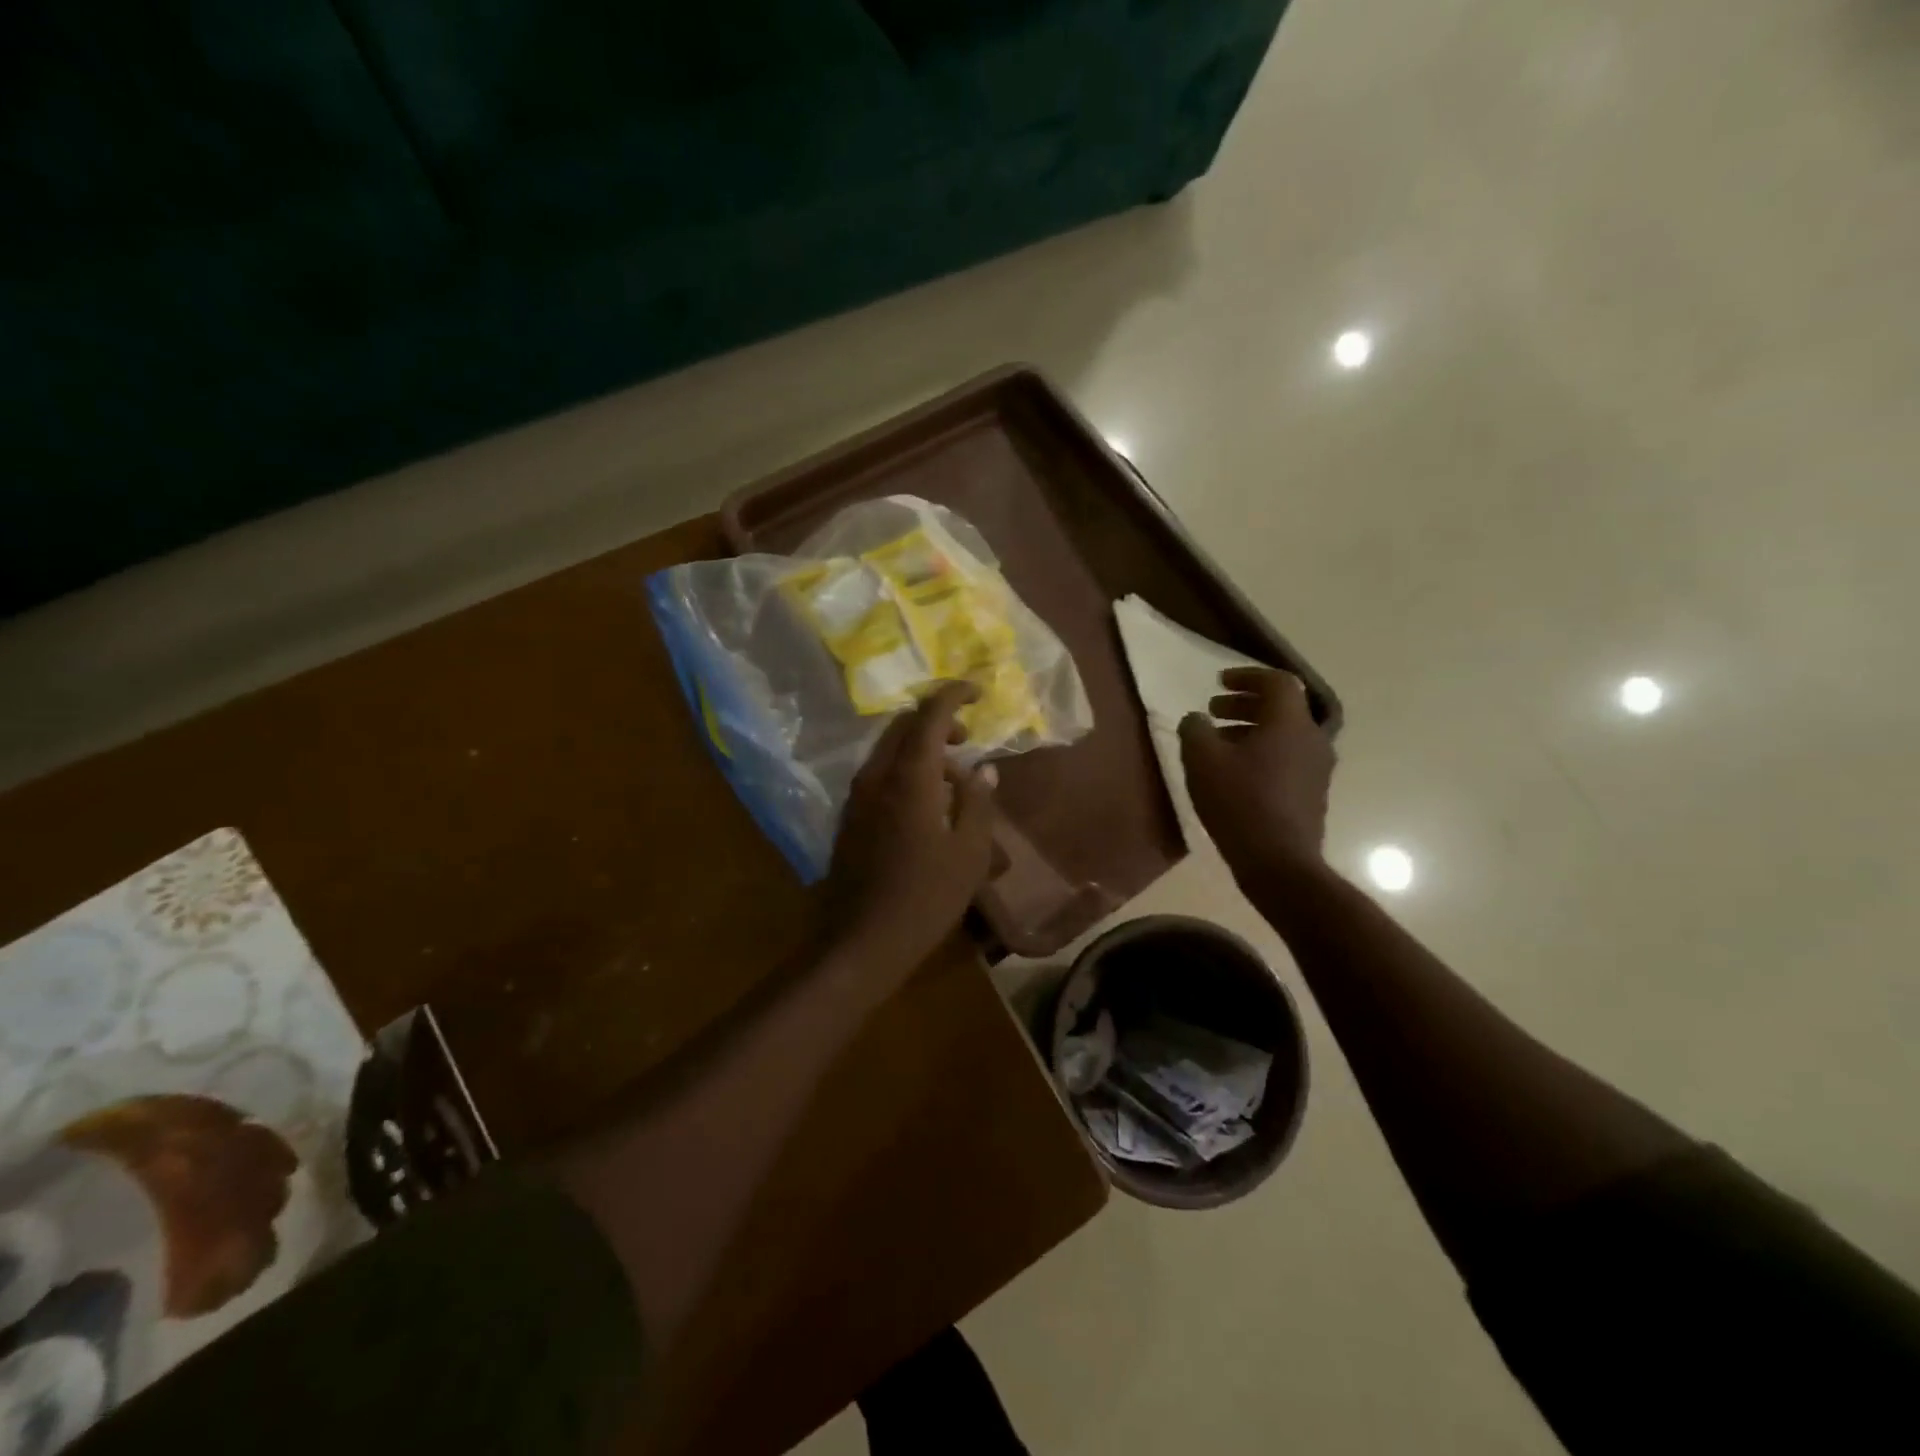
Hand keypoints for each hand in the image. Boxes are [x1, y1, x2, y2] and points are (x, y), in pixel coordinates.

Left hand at [824, 681, 998, 973]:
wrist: (861, 942)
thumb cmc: (925, 898)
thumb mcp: (969, 853)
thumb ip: (978, 803)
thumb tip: (982, 770)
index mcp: (909, 777)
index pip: (929, 714)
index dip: (954, 695)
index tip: (978, 693)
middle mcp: (876, 776)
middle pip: (903, 726)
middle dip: (937, 721)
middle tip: (968, 739)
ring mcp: (857, 797)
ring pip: (889, 751)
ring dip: (921, 749)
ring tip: (954, 780)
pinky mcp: (849, 817)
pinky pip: (880, 775)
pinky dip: (906, 771)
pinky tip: (927, 805)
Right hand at [1178, 667, 1334, 883]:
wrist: (1279, 862)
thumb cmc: (1239, 802)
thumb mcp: (1202, 760)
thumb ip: (1195, 730)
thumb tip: (1197, 720)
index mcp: (1290, 723)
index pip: (1277, 682)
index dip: (1247, 676)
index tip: (1219, 682)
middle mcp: (1312, 739)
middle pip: (1281, 708)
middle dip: (1245, 704)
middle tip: (1213, 711)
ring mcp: (1317, 769)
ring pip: (1284, 735)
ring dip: (1251, 730)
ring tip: (1218, 743)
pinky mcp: (1312, 794)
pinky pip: (1287, 758)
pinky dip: (1261, 752)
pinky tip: (1235, 772)